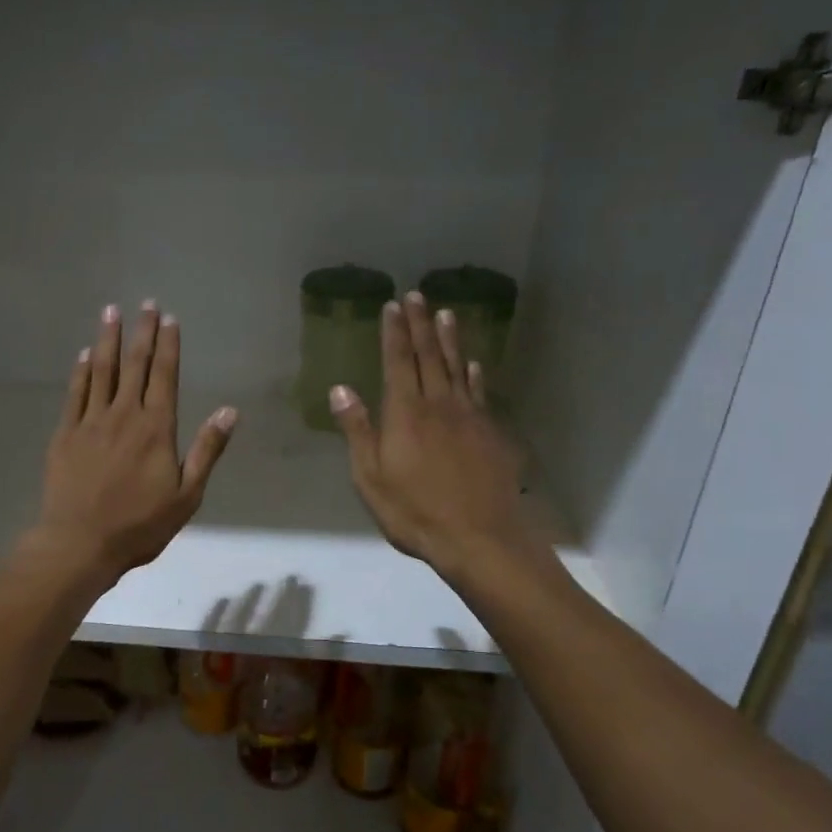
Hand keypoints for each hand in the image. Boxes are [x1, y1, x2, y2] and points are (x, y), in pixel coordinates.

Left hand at [27, 301, 237, 585]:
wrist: (80, 543)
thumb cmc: (140, 525)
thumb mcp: (187, 495)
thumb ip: (207, 450)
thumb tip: (229, 411)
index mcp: (156, 429)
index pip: (164, 376)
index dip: (168, 346)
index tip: (170, 319)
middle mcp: (124, 415)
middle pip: (134, 365)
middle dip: (142, 332)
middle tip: (146, 303)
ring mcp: (91, 422)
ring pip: (102, 371)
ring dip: (108, 339)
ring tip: (111, 311)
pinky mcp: (65, 433)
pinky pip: (75, 393)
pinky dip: (81, 371)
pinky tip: (84, 354)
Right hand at [331, 292, 554, 591]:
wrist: (478, 537)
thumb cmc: (414, 511)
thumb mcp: (371, 477)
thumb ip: (358, 431)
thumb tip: (341, 389)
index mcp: (405, 414)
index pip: (398, 363)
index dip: (395, 333)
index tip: (393, 305)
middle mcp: (439, 405)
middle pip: (429, 357)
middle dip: (420, 325)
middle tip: (417, 295)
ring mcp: (469, 417)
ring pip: (457, 368)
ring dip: (450, 340)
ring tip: (446, 313)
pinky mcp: (490, 434)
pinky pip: (480, 393)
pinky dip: (475, 374)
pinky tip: (474, 364)